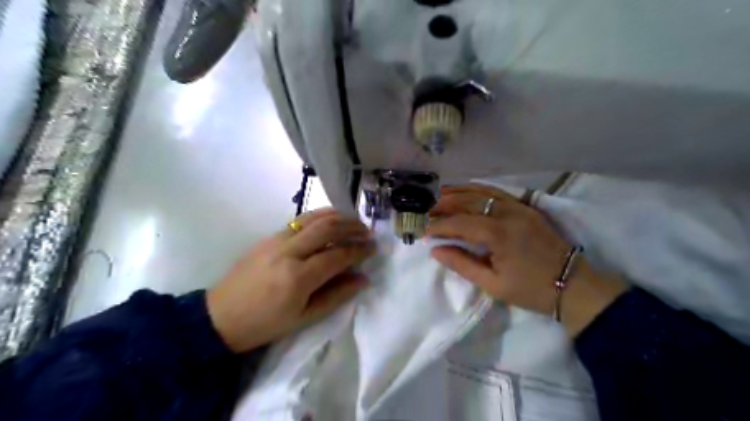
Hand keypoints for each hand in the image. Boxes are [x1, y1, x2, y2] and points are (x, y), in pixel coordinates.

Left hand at [206, 207, 372, 350]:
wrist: (220, 316)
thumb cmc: (265, 324)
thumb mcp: (304, 319)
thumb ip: (337, 296)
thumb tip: (363, 279)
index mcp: (298, 278)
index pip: (337, 256)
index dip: (359, 250)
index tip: (373, 248)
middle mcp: (289, 252)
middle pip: (327, 229)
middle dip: (352, 227)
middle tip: (367, 231)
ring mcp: (277, 239)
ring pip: (313, 218)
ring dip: (338, 216)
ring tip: (354, 220)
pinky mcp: (269, 236)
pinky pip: (300, 220)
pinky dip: (320, 216)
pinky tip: (330, 219)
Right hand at [428, 185, 628, 336]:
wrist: (573, 285)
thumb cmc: (530, 290)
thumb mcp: (493, 284)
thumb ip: (462, 264)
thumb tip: (435, 250)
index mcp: (498, 234)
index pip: (459, 223)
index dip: (438, 225)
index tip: (422, 229)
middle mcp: (507, 213)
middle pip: (468, 201)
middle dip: (444, 204)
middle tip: (426, 209)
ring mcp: (518, 207)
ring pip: (482, 191)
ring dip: (458, 191)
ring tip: (439, 194)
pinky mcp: (526, 207)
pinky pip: (497, 192)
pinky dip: (478, 189)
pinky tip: (466, 191)